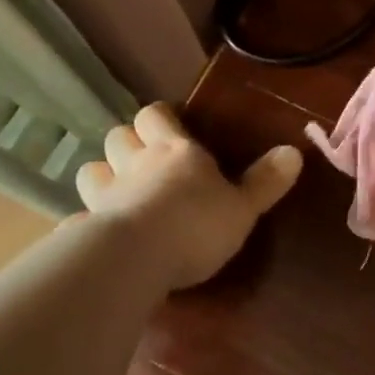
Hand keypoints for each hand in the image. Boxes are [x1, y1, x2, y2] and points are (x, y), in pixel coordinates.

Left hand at [74, 103, 301, 290]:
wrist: (137, 259)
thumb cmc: (196, 225)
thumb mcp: (243, 207)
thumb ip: (266, 181)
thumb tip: (295, 151)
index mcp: (174, 151)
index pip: (155, 115)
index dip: (160, 117)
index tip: (170, 124)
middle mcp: (135, 164)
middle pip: (118, 136)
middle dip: (128, 143)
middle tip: (144, 159)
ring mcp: (105, 195)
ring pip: (91, 169)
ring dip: (102, 175)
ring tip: (118, 192)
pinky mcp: (85, 227)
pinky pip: (79, 216)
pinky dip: (86, 220)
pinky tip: (96, 233)